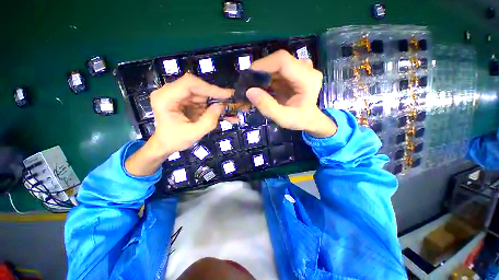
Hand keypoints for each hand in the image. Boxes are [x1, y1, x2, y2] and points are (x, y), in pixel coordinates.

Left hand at [125, 74, 231, 175]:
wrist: (165, 143)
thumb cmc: (175, 140)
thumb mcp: (194, 133)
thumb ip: (209, 121)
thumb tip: (221, 106)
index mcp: (165, 98)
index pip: (189, 83)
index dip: (210, 87)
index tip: (227, 94)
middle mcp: (170, 92)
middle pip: (198, 87)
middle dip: (216, 95)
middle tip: (232, 101)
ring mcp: (179, 95)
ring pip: (203, 93)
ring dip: (217, 102)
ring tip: (231, 110)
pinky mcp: (186, 100)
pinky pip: (203, 100)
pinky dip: (214, 106)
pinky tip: (225, 113)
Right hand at [246, 50, 335, 137]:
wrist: (310, 119)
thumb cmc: (299, 120)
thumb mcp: (283, 118)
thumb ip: (267, 107)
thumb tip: (250, 91)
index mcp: (307, 79)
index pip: (283, 61)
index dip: (263, 65)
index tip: (248, 75)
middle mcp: (306, 68)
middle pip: (278, 61)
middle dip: (261, 71)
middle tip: (249, 84)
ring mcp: (301, 68)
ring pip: (277, 65)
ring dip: (263, 74)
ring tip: (255, 88)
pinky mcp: (296, 70)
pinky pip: (278, 69)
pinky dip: (267, 77)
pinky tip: (263, 87)